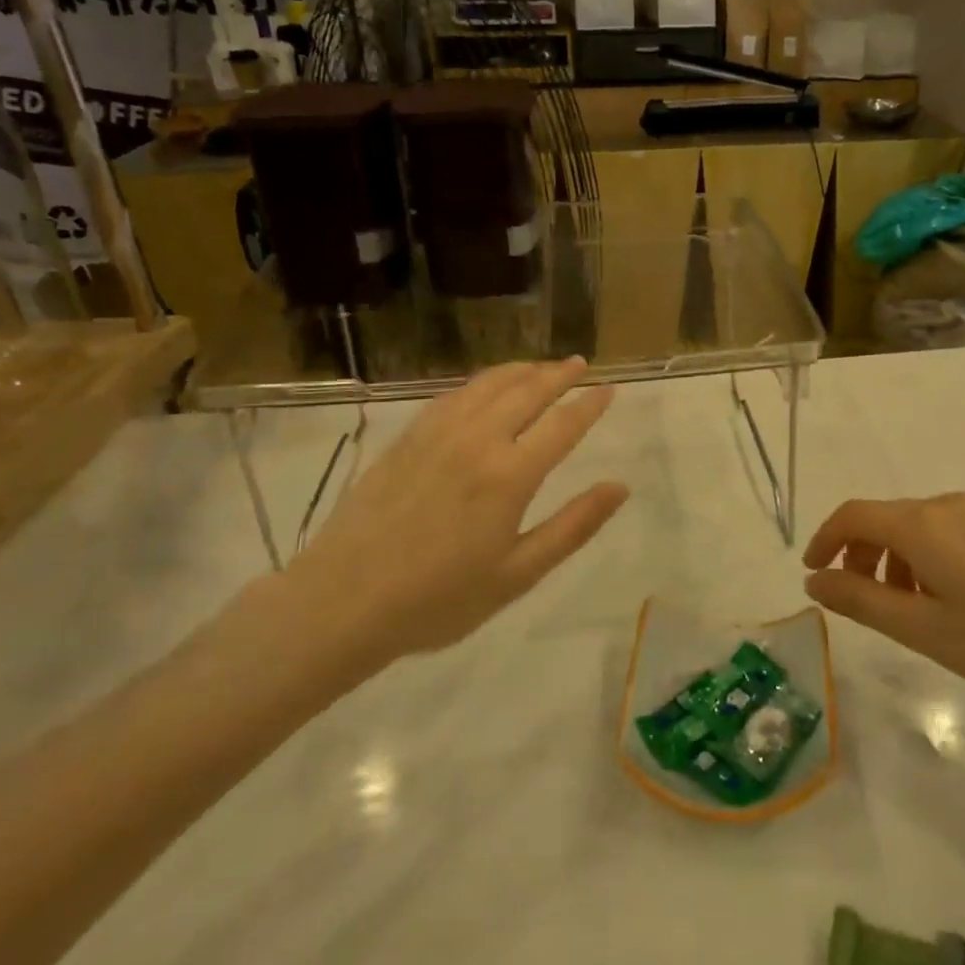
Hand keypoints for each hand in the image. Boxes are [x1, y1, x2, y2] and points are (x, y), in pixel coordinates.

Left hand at [277, 359, 627, 680]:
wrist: (344, 600)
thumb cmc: (440, 598)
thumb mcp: (518, 574)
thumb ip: (573, 526)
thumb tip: (619, 488)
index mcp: (510, 475)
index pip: (563, 425)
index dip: (590, 405)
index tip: (610, 390)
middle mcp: (478, 440)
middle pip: (527, 391)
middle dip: (559, 374)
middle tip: (579, 364)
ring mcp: (438, 433)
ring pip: (488, 385)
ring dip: (521, 371)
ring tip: (540, 367)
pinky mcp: (408, 437)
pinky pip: (453, 395)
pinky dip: (480, 383)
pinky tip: (485, 387)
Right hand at [802, 494, 964, 702]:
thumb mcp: (922, 630)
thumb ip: (860, 601)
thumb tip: (814, 581)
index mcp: (921, 525)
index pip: (853, 515)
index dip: (824, 540)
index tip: (813, 573)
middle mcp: (945, 506)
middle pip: (883, 519)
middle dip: (860, 555)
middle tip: (861, 601)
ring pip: (915, 527)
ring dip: (893, 560)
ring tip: (906, 609)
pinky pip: (945, 532)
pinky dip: (925, 557)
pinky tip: (946, 599)